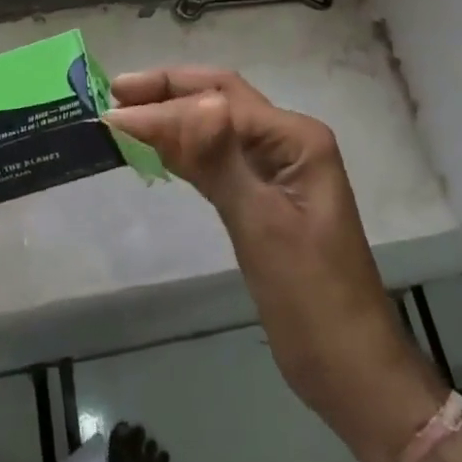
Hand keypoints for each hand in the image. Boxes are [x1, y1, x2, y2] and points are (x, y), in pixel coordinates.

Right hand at [107, 67, 447, 461]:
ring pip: (216, 128)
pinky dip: (185, 152)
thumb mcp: (262, 225)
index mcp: (296, 139)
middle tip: (113, 94)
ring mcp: (277, 171)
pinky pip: (218, 161)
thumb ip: (222, 160)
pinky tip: (156, 150)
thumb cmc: (310, 298)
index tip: (111, 115)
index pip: (221, 101)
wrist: (350, 369)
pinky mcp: (263, 199)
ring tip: (124, 115)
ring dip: (173, 118)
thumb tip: (192, 101)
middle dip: (168, 92)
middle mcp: (287, 143)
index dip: (165, 103)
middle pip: (220, 100)